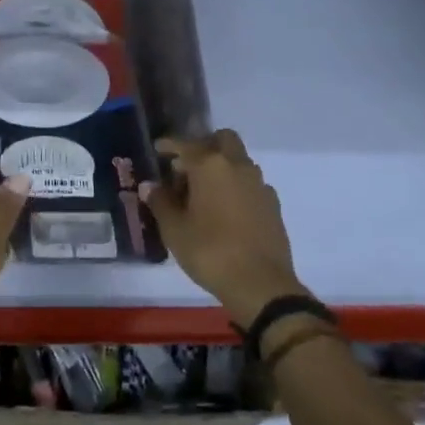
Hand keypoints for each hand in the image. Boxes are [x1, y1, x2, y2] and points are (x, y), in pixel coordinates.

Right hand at [142, 129, 302, 328]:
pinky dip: (235, 187)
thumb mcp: (174, 229)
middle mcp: (238, 166)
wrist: (260, 285)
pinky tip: (224, 210)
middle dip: (203, 146)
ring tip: (202, 192)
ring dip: (221, 167)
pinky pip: (250, 183)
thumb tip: (151, 186)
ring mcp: (259, 184)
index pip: (185, 144)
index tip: (158, 149)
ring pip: (238, 161)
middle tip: (185, 167)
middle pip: (222, 140)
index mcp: (210, 166)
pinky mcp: (273, 204)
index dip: (169, 145)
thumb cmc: (210, 251)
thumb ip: (161, 202)